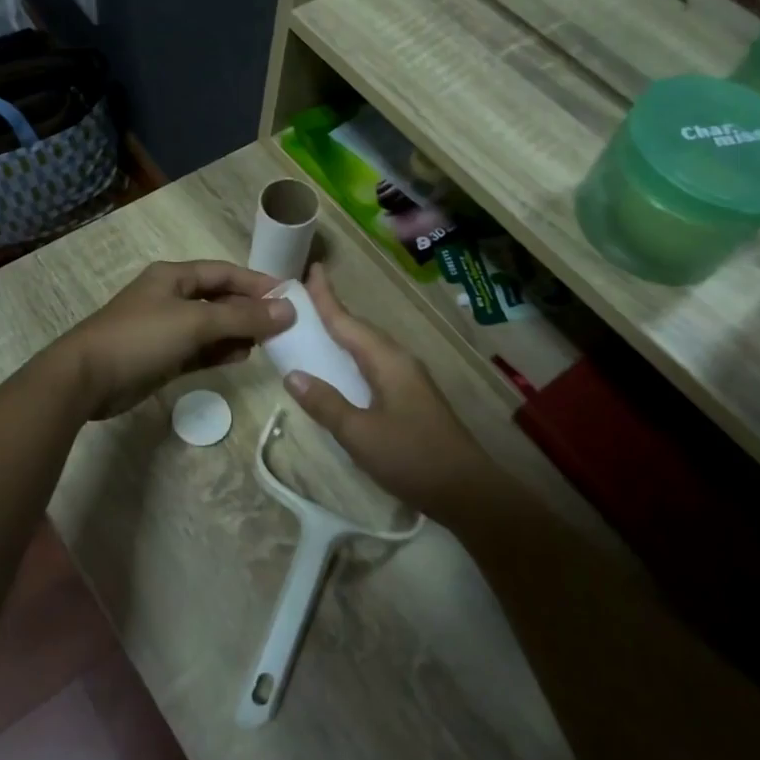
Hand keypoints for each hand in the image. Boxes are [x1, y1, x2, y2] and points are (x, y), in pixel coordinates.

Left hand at [52, 260, 294, 420]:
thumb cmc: (141, 338)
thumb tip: (287, 310)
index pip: (225, 272)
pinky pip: (200, 350)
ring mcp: (165, 329)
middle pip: (220, 298)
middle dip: (250, 309)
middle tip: (284, 324)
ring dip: (238, 332)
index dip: (256, 282)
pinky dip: (220, 351)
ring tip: (269, 343)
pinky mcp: (162, 357)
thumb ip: (242, 317)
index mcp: (174, 276)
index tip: (289, 296)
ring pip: (211, 326)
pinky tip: (243, 356)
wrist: (86, 379)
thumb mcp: (195, 322)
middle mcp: (171, 297)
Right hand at [280, 265, 507, 523]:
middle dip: (333, 312)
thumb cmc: (411, 458)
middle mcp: (399, 361)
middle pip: (360, 329)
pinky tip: (342, 368)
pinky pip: (374, 364)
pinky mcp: (411, 397)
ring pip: (369, 347)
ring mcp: (408, 379)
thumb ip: (325, 403)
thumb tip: (292, 374)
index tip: (312, 269)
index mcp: (387, 361)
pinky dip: (353, 357)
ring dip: (344, 333)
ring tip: (317, 326)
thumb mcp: (359, 434)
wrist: (467, 491)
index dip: (327, 298)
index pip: (348, 323)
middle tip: (305, 296)